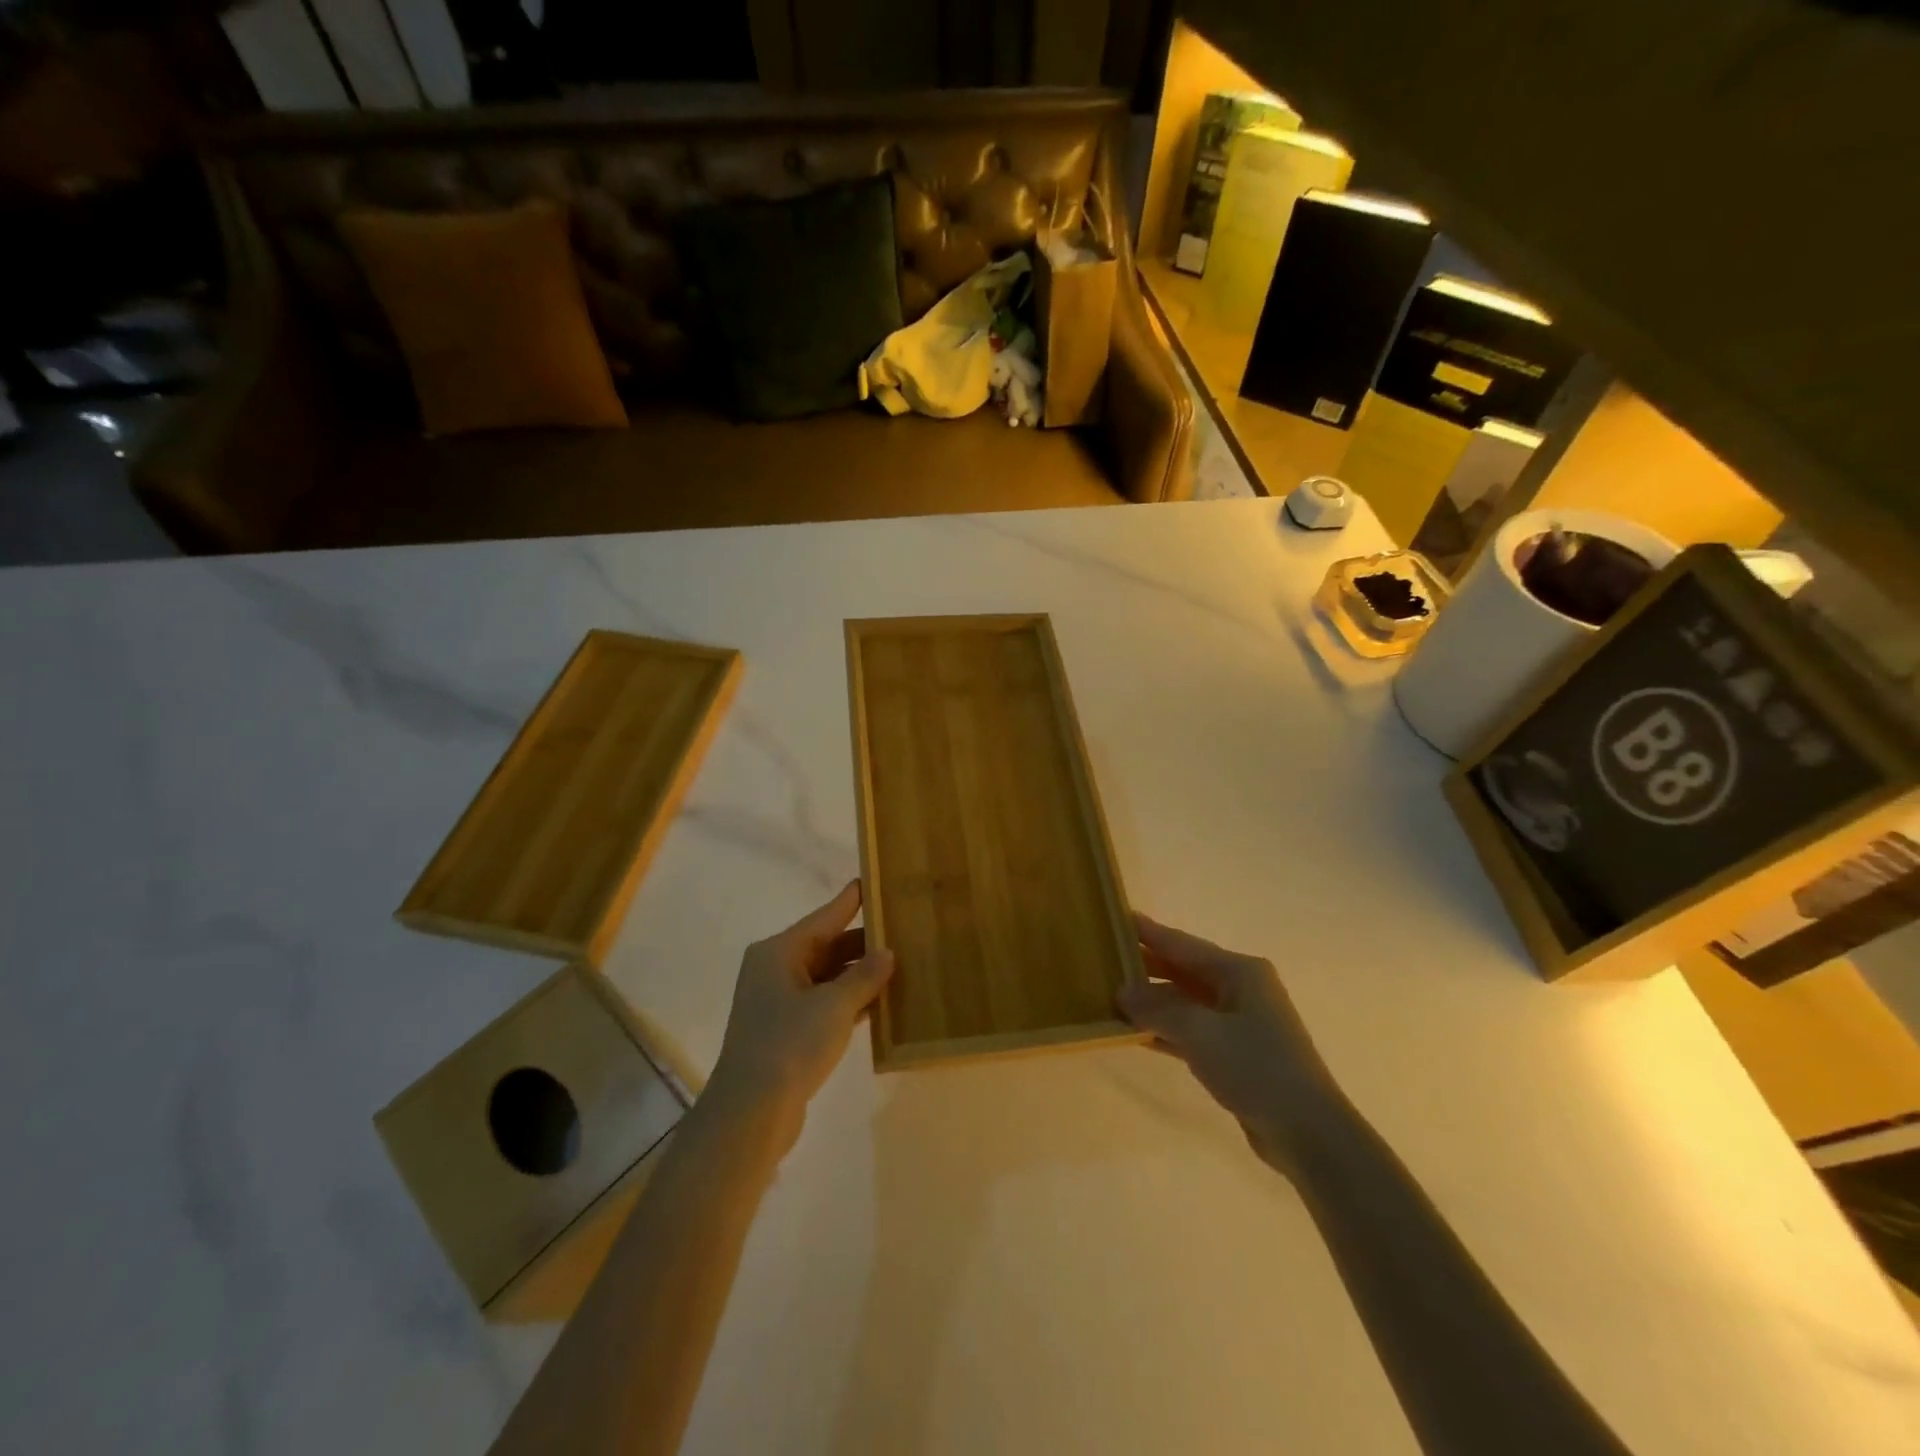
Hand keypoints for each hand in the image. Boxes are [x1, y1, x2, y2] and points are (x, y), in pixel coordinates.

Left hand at [705, 881, 893, 1143]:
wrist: (751, 1112)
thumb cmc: (790, 1043)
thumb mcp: (835, 1005)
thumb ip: (864, 976)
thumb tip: (886, 952)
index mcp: (779, 951)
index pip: (825, 917)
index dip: (851, 901)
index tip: (872, 881)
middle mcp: (775, 970)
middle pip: (826, 946)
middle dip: (863, 943)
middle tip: (902, 930)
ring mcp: (778, 1002)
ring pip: (827, 977)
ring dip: (859, 975)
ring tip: (900, 964)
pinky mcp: (786, 1032)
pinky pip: (824, 1004)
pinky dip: (849, 1001)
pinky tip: (879, 1003)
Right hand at [1118, 914, 1339, 1174]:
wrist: (1309, 1133)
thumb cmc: (1257, 1067)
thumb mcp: (1200, 1033)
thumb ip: (1157, 1008)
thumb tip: (1121, 991)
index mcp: (1240, 971)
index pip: (1183, 944)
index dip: (1149, 932)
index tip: (1117, 918)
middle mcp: (1241, 989)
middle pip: (1184, 970)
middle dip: (1147, 966)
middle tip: (1105, 959)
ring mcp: (1241, 1022)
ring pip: (1186, 1002)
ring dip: (1153, 1002)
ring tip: (1112, 994)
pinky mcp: (1237, 1054)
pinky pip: (1192, 1030)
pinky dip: (1166, 1030)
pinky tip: (1137, 1034)